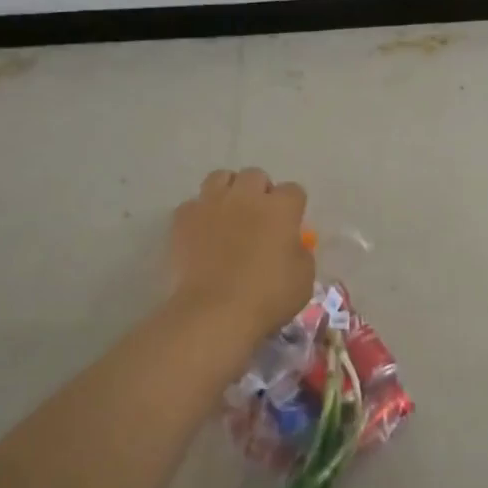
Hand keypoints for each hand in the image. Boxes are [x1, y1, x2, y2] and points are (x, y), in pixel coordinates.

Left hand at [170, 168, 313, 334]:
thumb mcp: (304, 279)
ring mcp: (212, 203)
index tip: (289, 225)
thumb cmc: (267, 297)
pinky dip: (199, 214)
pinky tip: (201, 233)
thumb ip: (300, 253)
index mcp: (281, 208)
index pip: (293, 190)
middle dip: (259, 191)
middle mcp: (247, 196)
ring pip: (220, 177)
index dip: (293, 207)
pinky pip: (193, 204)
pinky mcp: (184, 218)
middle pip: (255, 175)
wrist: (215, 311)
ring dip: (228, 191)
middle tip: (258, 217)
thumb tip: (292, 245)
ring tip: (228, 214)